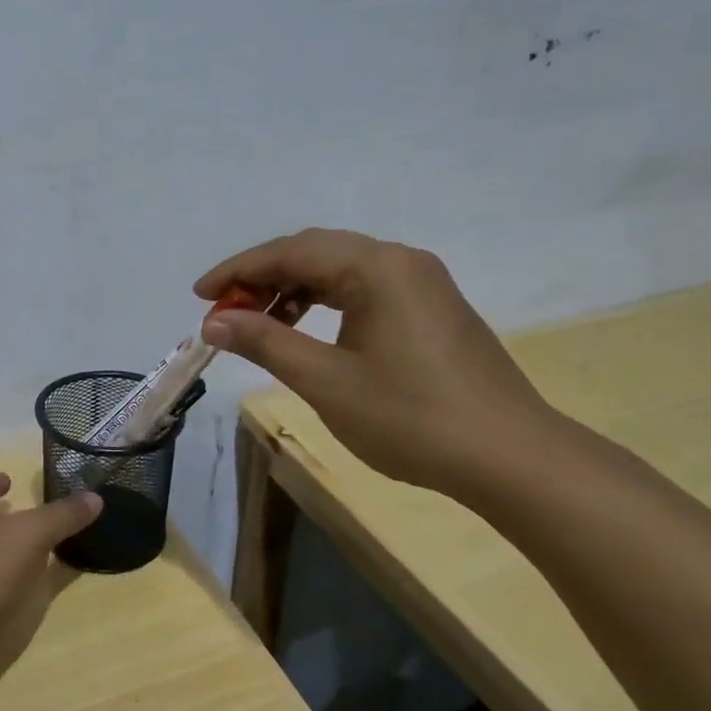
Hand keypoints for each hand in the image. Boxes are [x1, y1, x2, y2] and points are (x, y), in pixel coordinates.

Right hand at [195, 229, 556, 495]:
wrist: (510, 458)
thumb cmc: (411, 417)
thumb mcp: (326, 380)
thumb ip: (266, 342)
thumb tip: (214, 321)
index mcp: (377, 268)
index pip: (291, 252)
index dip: (238, 271)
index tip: (200, 296)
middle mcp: (401, 261)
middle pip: (315, 252)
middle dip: (262, 278)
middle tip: (224, 312)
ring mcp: (421, 284)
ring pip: (339, 270)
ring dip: (292, 290)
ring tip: (257, 324)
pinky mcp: (430, 309)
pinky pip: (362, 289)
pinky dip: (324, 303)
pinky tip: (305, 330)